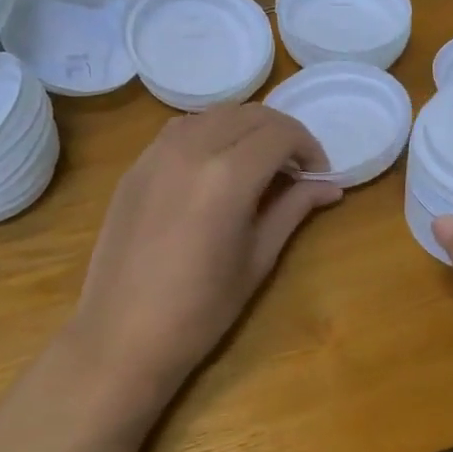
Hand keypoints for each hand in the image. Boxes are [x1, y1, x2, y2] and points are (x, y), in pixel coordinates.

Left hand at [61, 104, 341, 412]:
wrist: (121, 336)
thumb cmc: (201, 309)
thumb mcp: (258, 258)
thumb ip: (293, 209)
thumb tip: (331, 187)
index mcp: (228, 176)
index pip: (281, 133)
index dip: (308, 148)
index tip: (318, 176)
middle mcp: (191, 149)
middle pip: (250, 115)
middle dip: (282, 134)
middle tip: (295, 170)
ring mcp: (156, 153)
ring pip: (215, 115)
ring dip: (246, 129)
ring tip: (258, 165)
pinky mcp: (136, 166)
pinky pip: (182, 129)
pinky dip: (211, 133)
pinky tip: (217, 167)